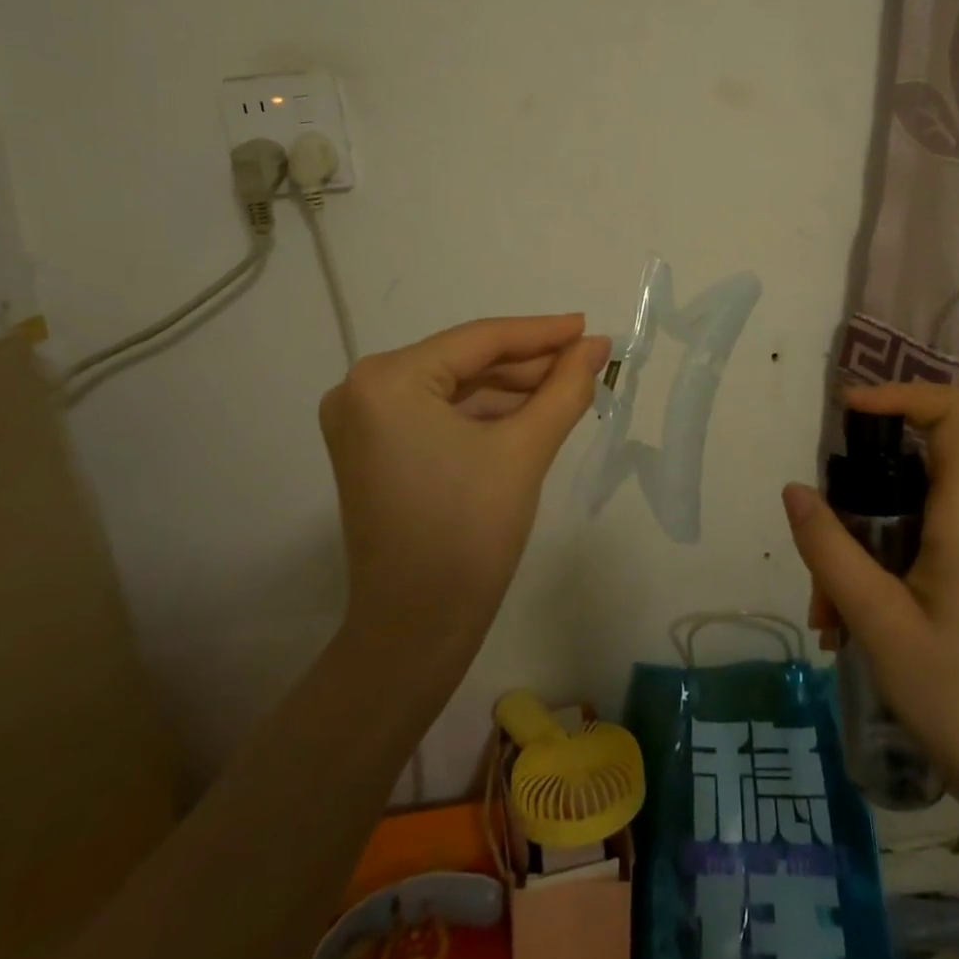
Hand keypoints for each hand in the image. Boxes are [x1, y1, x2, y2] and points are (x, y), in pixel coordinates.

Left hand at [320, 314, 608, 670]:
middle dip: (530, 364)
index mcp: (387, 380)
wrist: (415, 632)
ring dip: (512, 389)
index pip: (479, 340)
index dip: (542, 332)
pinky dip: (485, 414)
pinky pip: (440, 414)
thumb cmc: (469, 533)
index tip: (589, 327)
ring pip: (456, 388)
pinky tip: (532, 413)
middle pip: (465, 361)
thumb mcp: (525, 450)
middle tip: (589, 360)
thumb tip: (597, 346)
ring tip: (570, 386)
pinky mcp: (374, 449)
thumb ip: (565, 388)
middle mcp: (362, 389)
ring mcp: (363, 421)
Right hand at [782, 381, 958, 807]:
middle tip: (818, 547)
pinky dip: (871, 567)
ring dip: (854, 546)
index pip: (956, 411)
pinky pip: (911, 544)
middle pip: (912, 461)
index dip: (902, 393)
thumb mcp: (878, 621)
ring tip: (827, 615)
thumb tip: (794, 489)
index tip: (847, 415)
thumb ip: (829, 550)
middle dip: (854, 493)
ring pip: (902, 510)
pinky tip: (846, 626)